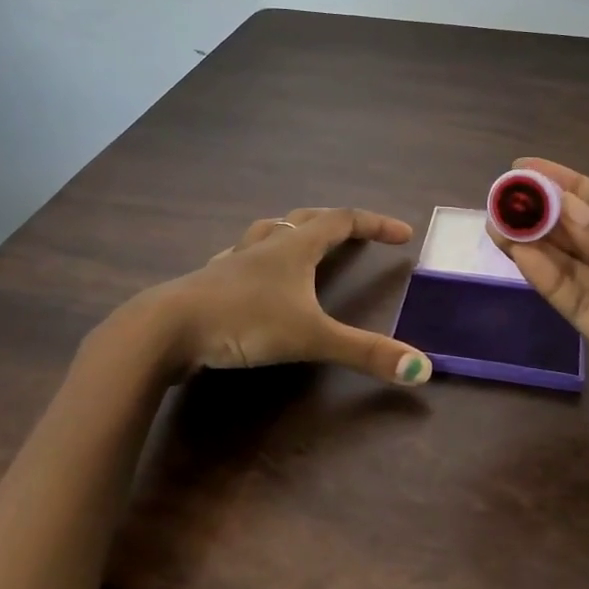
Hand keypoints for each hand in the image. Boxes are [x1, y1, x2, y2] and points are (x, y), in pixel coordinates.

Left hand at [87, 207, 433, 388]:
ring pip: (269, 232)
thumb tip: (423, 369)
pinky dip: (259, 259)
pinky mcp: (210, 282)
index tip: (403, 234)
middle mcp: (265, 245)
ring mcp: (233, 261)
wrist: (165, 330)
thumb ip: (365, 353)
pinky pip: (242, 258)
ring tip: (305, 245)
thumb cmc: (243, 321)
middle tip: (358, 235)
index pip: (343, 221)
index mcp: (294, 248)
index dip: (376, 224)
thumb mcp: (311, 337)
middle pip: (306, 219)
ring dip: (294, 233)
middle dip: (337, 223)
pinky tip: (253, 277)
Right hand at [490, 159, 588, 454]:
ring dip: (535, 246)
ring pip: (571, 268)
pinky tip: (524, 257)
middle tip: (499, 198)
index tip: (523, 168)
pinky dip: (549, 282)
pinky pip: (576, 305)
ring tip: (497, 223)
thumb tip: (563, 209)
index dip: (564, 184)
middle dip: (540, 214)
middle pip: (579, 234)